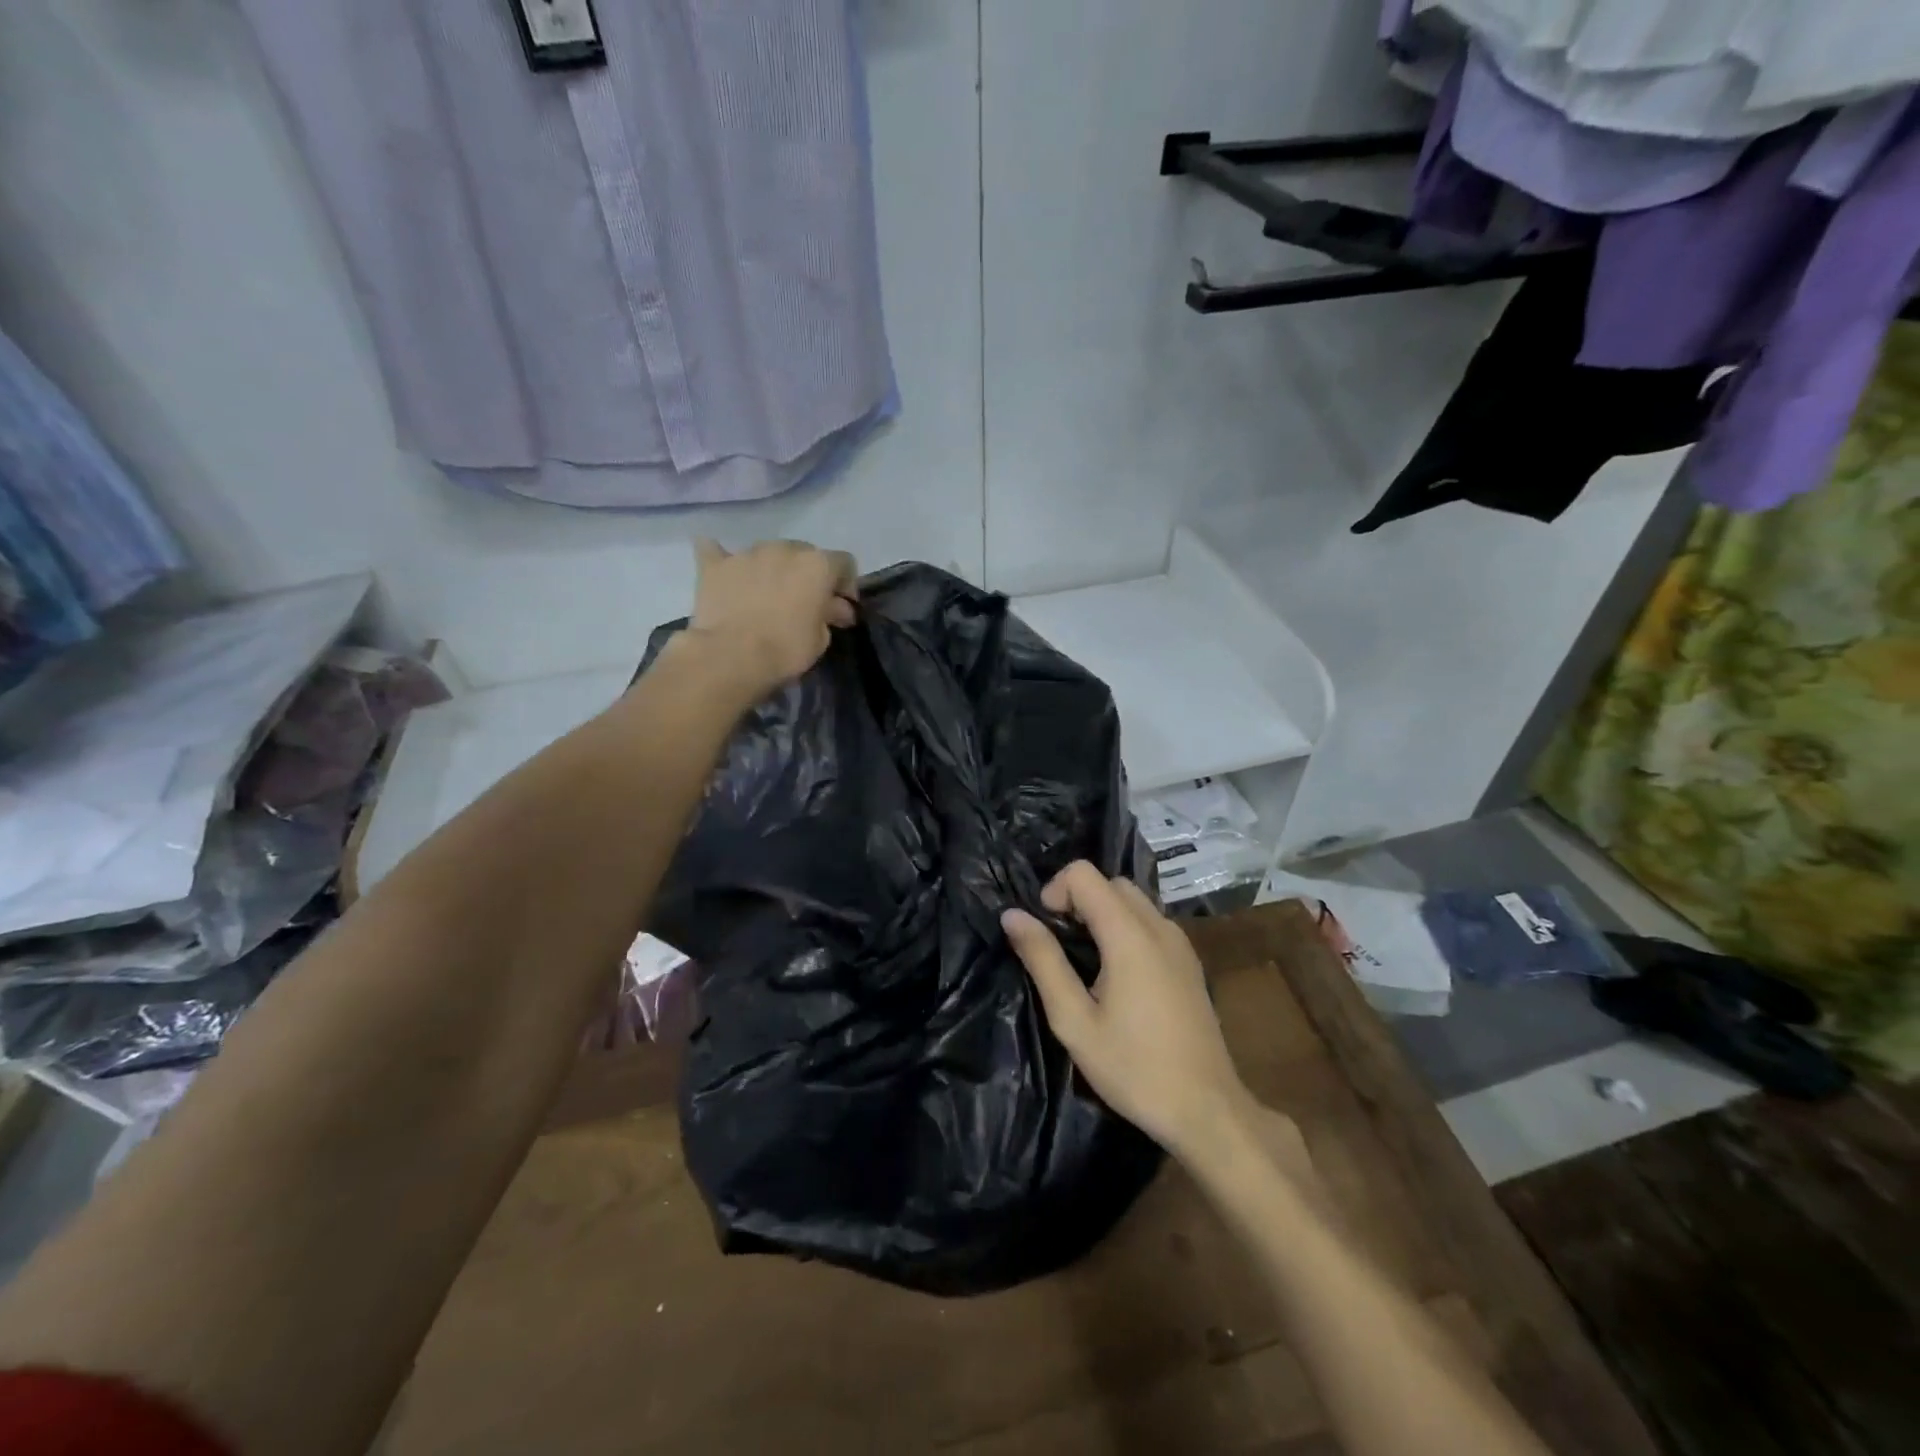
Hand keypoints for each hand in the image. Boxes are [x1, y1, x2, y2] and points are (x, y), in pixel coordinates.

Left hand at [686, 538, 858, 692]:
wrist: (731, 656)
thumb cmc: (786, 649)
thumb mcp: (821, 639)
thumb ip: (829, 614)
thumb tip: (834, 608)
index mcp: (817, 565)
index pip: (844, 563)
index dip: (846, 584)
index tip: (841, 607)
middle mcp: (785, 549)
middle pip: (804, 554)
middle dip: (807, 575)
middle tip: (803, 603)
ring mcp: (747, 553)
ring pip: (767, 553)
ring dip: (772, 569)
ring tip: (765, 596)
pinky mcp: (715, 565)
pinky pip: (716, 551)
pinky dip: (722, 559)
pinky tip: (723, 569)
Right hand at [1002, 863, 1259, 1161]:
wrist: (1207, 1110)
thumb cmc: (1133, 1068)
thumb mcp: (1074, 1020)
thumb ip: (1043, 960)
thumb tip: (1012, 915)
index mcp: (1129, 935)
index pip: (1085, 874)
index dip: (1056, 891)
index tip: (1045, 931)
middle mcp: (1159, 927)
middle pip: (1111, 883)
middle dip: (1078, 900)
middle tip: (1062, 947)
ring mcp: (1180, 943)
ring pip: (1134, 900)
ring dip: (1103, 913)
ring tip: (1086, 962)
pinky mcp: (1190, 961)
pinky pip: (1151, 922)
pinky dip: (1126, 928)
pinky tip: (1118, 976)